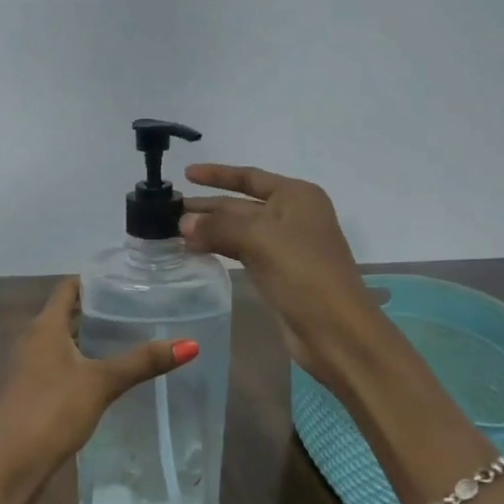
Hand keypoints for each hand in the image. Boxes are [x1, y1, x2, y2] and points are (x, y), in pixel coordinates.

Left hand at [0, 277, 196, 503]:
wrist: (7, 468)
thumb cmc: (51, 412)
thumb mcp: (101, 384)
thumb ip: (142, 362)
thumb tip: (191, 343)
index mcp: (44, 326)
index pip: (69, 287)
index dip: (96, 280)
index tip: (128, 280)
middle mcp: (32, 339)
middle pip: (67, 313)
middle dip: (99, 310)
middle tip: (140, 309)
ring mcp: (28, 367)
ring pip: (64, 341)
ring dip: (91, 338)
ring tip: (130, 338)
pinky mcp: (31, 391)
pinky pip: (59, 365)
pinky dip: (82, 362)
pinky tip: (106, 376)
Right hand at [180, 163, 383, 387]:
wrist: (336, 330)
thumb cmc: (304, 274)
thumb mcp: (259, 240)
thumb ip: (218, 227)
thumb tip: (183, 223)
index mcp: (296, 197)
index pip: (249, 177)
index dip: (217, 174)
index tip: (186, 173)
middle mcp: (293, 215)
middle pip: (241, 204)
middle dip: (207, 207)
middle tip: (168, 211)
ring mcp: (286, 246)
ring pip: (239, 230)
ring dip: (210, 229)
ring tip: (174, 231)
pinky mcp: (279, 273)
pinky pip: (242, 252)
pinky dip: (220, 248)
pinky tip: (197, 251)